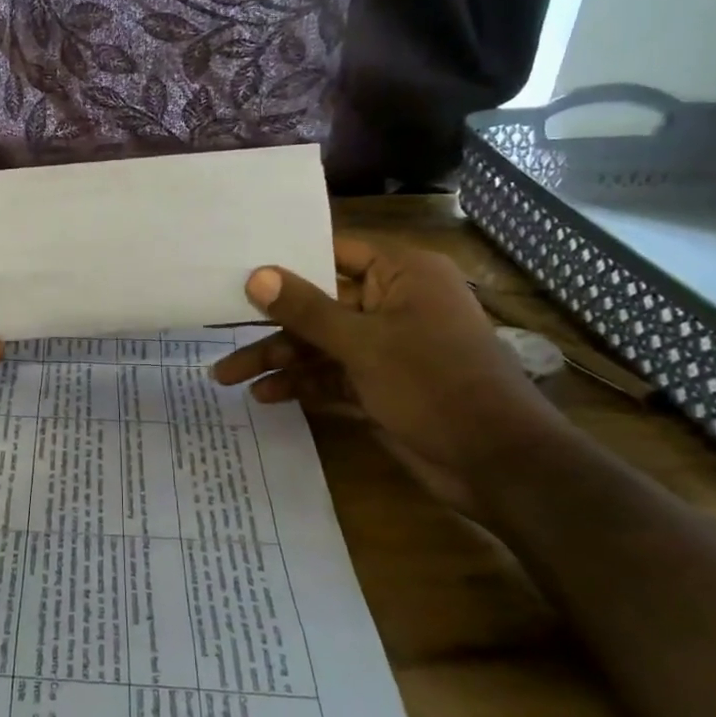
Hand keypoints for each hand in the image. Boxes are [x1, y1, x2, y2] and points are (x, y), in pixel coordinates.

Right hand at [210, 236, 570, 514]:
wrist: (496, 464)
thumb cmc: (434, 384)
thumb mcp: (363, 344)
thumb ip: (306, 309)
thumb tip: (256, 275)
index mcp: (401, 275)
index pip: (333, 252)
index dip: (286, 260)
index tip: (236, 267)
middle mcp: (392, 303)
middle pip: (318, 304)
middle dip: (271, 325)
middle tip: (219, 332)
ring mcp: (385, 346)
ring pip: (319, 344)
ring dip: (278, 360)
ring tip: (227, 378)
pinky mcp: (379, 384)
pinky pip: (330, 374)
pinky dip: (301, 384)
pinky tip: (265, 395)